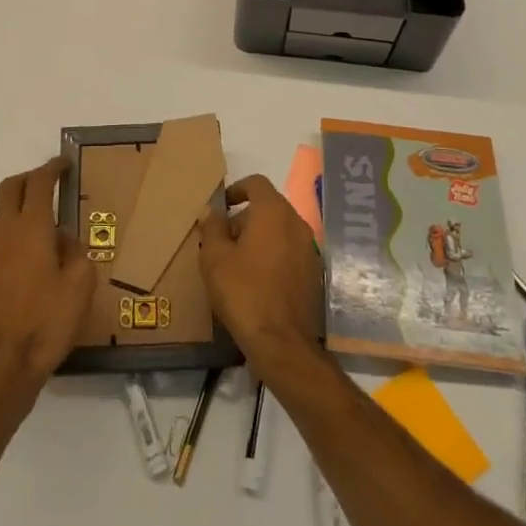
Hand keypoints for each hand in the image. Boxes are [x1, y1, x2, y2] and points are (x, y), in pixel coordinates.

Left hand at [0, 159, 94, 399]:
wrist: (2, 367)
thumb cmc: (47, 322)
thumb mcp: (80, 285)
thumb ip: (76, 252)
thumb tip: (64, 240)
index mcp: (31, 228)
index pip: (38, 182)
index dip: (52, 168)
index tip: (64, 164)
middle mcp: (4, 233)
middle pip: (11, 188)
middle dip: (30, 178)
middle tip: (50, 182)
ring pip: (1, 214)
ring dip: (20, 208)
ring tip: (46, 227)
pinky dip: (13, 233)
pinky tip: (31, 258)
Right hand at [197, 175, 323, 378]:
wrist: (282, 343)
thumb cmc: (244, 292)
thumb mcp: (215, 258)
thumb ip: (212, 228)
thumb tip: (211, 211)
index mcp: (273, 212)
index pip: (257, 183)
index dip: (237, 188)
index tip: (223, 205)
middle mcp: (296, 223)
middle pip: (269, 207)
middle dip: (245, 217)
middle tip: (223, 240)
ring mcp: (310, 249)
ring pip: (280, 230)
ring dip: (260, 237)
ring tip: (237, 262)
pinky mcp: (315, 273)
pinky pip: (290, 251)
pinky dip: (273, 255)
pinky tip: (257, 280)